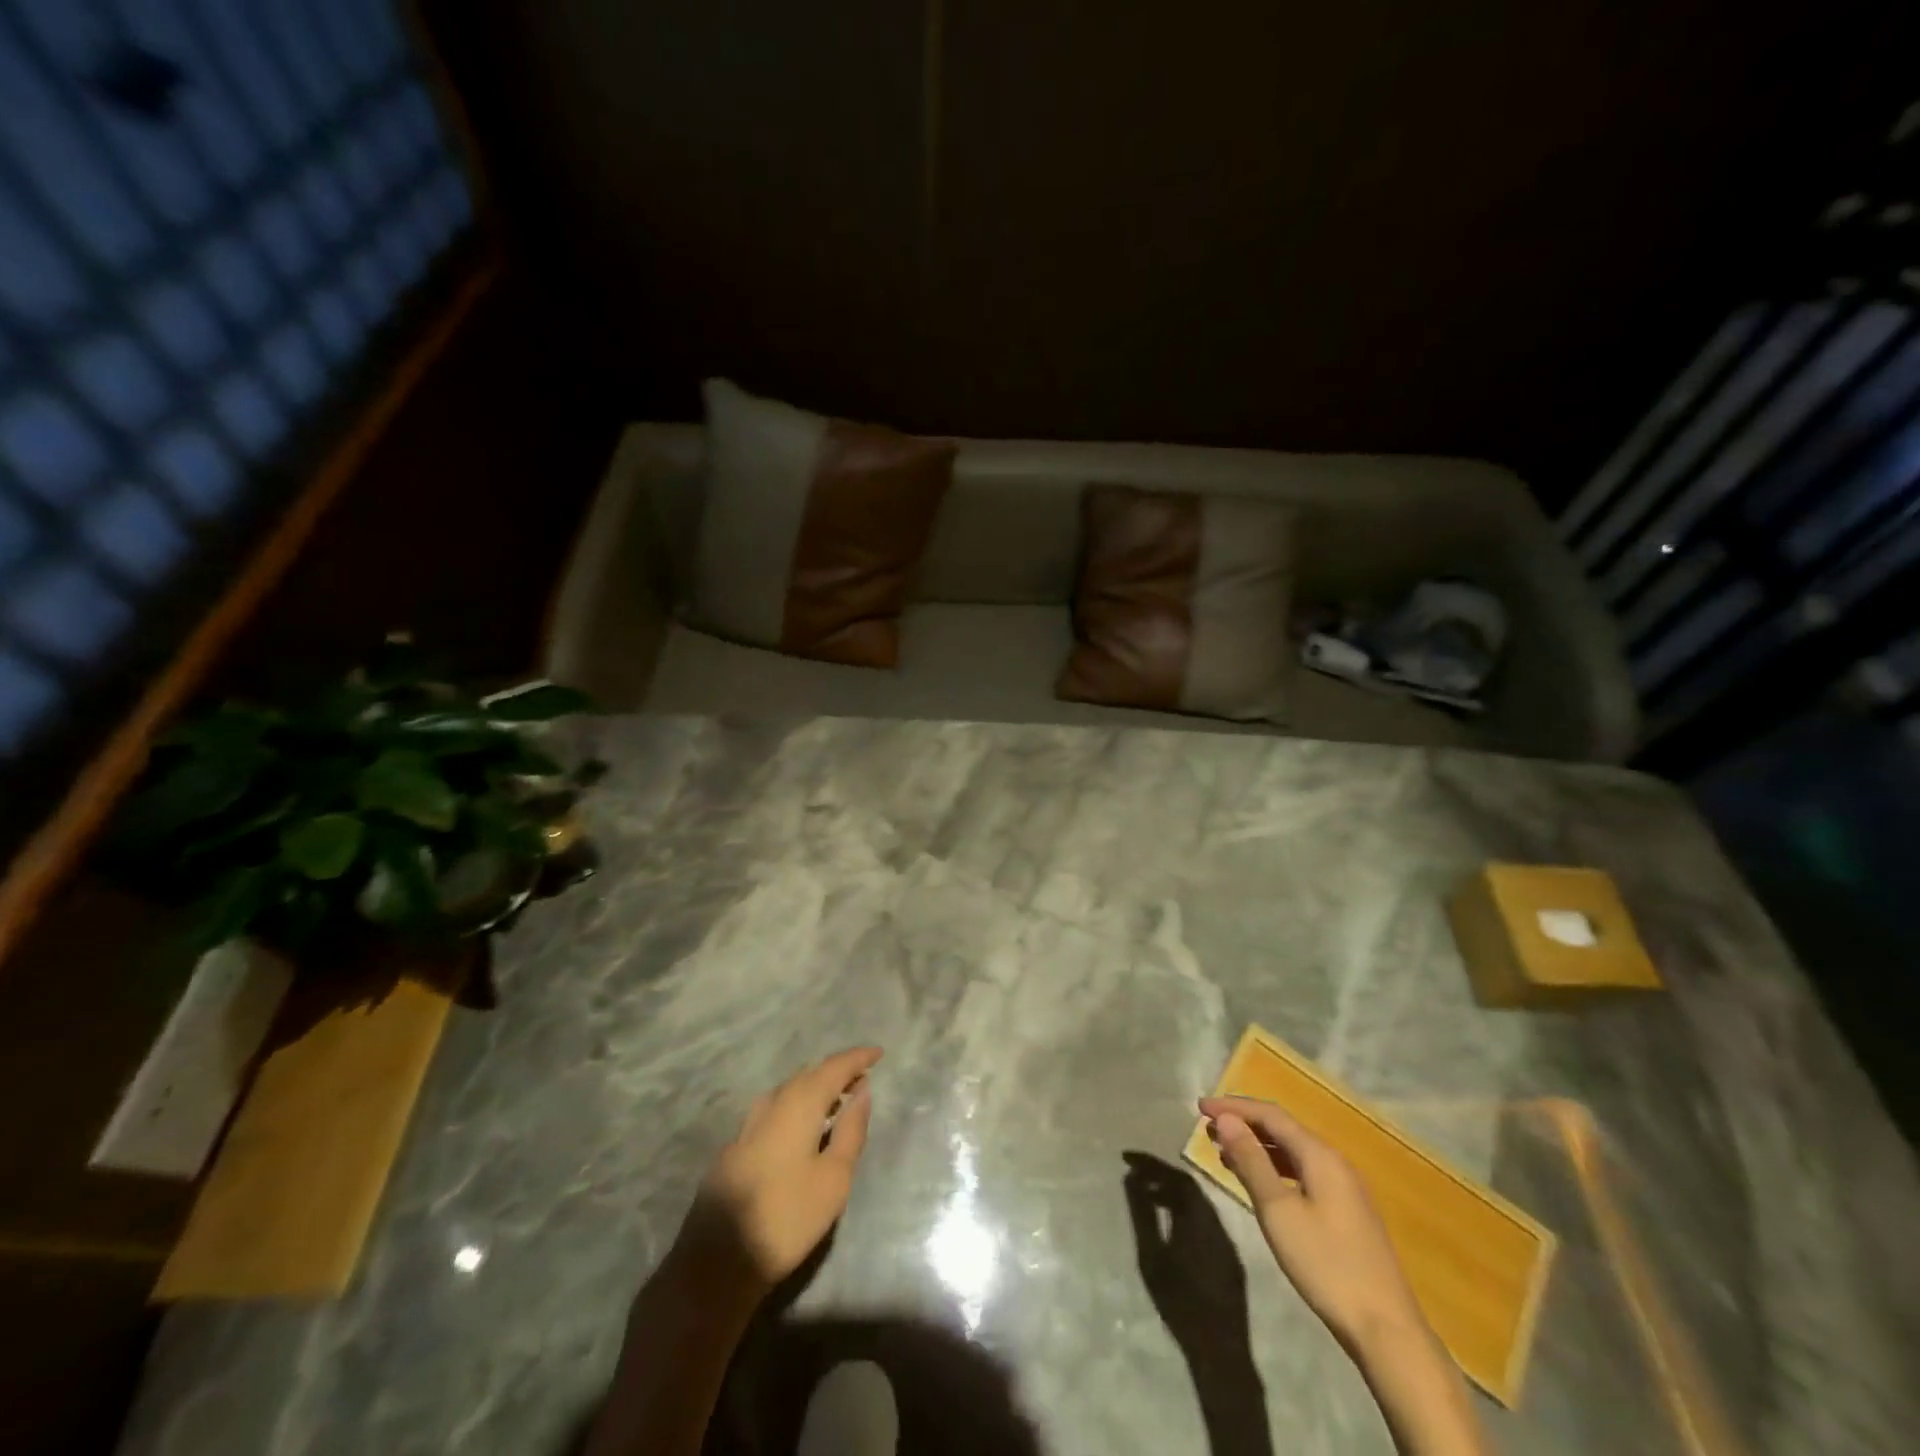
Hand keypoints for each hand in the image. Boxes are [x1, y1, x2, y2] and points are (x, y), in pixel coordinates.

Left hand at [678, 1047, 881, 1297]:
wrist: (717, 1262)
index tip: (878, 1053)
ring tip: (836, 1100)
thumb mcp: (834, 1178)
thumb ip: (850, 1130)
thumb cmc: (788, 1217)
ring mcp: (748, 1125)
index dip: (857, 1058)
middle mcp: (771, 1104)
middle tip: (861, 1077)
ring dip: (814, 1088)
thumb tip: (862, 1091)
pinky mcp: (735, 1148)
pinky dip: (796, 1106)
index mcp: (798, 1104)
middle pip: (808, 1074)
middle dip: (836, 1071)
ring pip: (788, 1091)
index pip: (833, 1067)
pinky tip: (802, 1127)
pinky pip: (774, 1110)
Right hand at [1198, 1095, 1430, 1357]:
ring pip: (1293, 1152)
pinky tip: (1258, 1184)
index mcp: (1320, 1155)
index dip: (1234, 1107)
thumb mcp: (1278, 1210)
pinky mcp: (1347, 1212)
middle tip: (1208, 1128)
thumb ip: (1251, 1160)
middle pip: (1283, 1129)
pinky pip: (1302, 1173)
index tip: (1200, 1107)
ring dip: (1258, 1147)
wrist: (1386, 1330)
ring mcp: (1345, 1188)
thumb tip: (1227, 1119)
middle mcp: (1335, 1162)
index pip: (1270, 1114)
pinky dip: (1274, 1168)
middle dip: (1244, 1124)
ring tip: (1224, 1152)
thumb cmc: (1325, 1264)